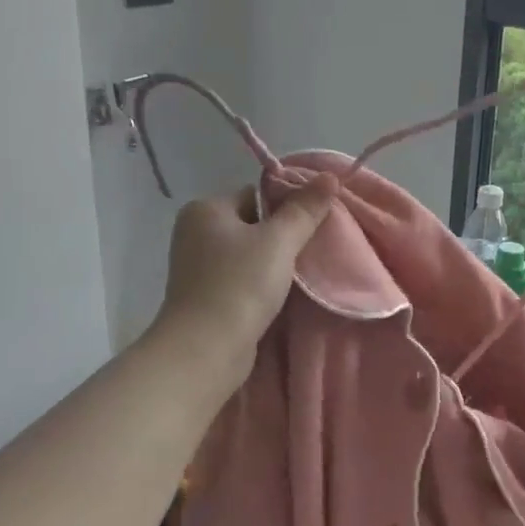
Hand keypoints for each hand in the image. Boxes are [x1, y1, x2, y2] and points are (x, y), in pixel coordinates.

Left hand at [154, 176, 337, 389]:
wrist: (206, 349)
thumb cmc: (240, 285)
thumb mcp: (279, 241)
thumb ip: (305, 208)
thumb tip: (330, 176)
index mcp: (205, 209)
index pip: (256, 194)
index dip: (288, 207)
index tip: (315, 225)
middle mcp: (194, 232)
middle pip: (253, 223)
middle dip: (283, 237)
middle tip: (313, 250)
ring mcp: (197, 267)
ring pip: (248, 253)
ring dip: (274, 263)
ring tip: (301, 274)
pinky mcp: (204, 296)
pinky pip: (241, 278)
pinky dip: (260, 284)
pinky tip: (280, 294)